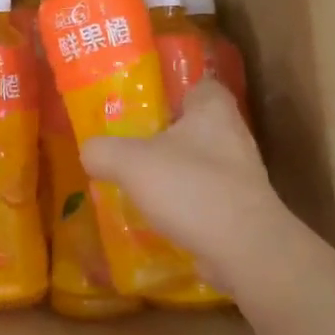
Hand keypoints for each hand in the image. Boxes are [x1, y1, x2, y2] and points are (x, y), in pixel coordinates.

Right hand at [81, 78, 316, 297]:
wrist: (245, 250)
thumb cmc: (190, 188)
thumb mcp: (130, 162)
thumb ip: (103, 150)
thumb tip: (89, 152)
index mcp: (213, 109)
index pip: (199, 84)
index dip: (174, 90)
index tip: (145, 103)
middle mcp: (234, 136)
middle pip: (196, 126)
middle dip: (167, 135)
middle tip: (131, 144)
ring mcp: (242, 175)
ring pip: (200, 163)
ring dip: (175, 172)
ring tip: (138, 183)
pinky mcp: (242, 210)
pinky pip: (206, 197)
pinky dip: (185, 204)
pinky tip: (158, 216)